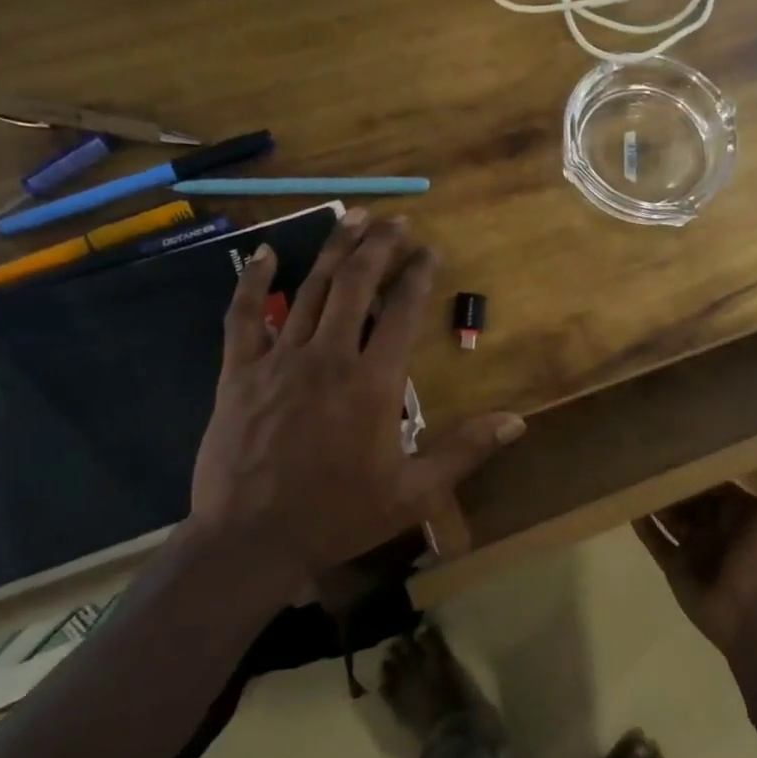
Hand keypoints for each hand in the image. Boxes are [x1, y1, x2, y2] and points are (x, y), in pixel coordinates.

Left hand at [186, 211, 523, 596]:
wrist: (251, 540)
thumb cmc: (338, 515)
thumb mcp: (414, 492)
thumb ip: (465, 450)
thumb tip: (517, 421)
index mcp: (372, 383)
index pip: (401, 312)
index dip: (418, 275)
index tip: (430, 250)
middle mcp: (328, 357)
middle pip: (356, 286)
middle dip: (379, 247)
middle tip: (396, 220)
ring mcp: (279, 360)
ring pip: (310, 290)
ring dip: (334, 249)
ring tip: (353, 217)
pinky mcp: (239, 372)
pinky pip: (243, 316)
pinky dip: (255, 281)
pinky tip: (267, 252)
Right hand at [633, 457, 756, 653]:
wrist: (752, 610)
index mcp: (739, 512)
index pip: (715, 483)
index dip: (700, 466)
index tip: (681, 441)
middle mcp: (714, 526)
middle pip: (689, 498)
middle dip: (673, 480)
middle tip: (648, 452)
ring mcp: (692, 546)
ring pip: (669, 516)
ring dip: (655, 498)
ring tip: (630, 471)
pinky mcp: (674, 565)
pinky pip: (654, 540)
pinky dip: (642, 525)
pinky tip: (626, 504)